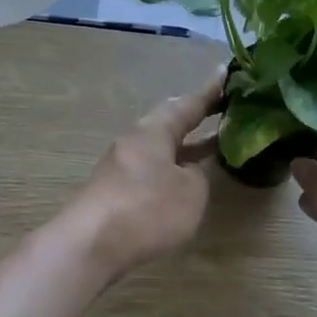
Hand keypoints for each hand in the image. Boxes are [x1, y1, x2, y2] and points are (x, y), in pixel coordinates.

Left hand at [69, 68, 223, 276]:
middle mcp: (136, 140)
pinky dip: (172, 167)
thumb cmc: (147, 209)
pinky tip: (184, 179)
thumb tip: (186, 172)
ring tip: (213, 144)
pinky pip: (152, 168)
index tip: (225, 72)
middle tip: (220, 108)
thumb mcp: (190, 192)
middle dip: (195, 116)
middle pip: (169, 121)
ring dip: (186, 145)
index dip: (210, 91)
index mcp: (155, 130)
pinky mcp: (115, 190)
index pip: (188, 103)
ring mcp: (122, 165)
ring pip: (161, 146)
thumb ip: (196, 176)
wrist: (91, 244)